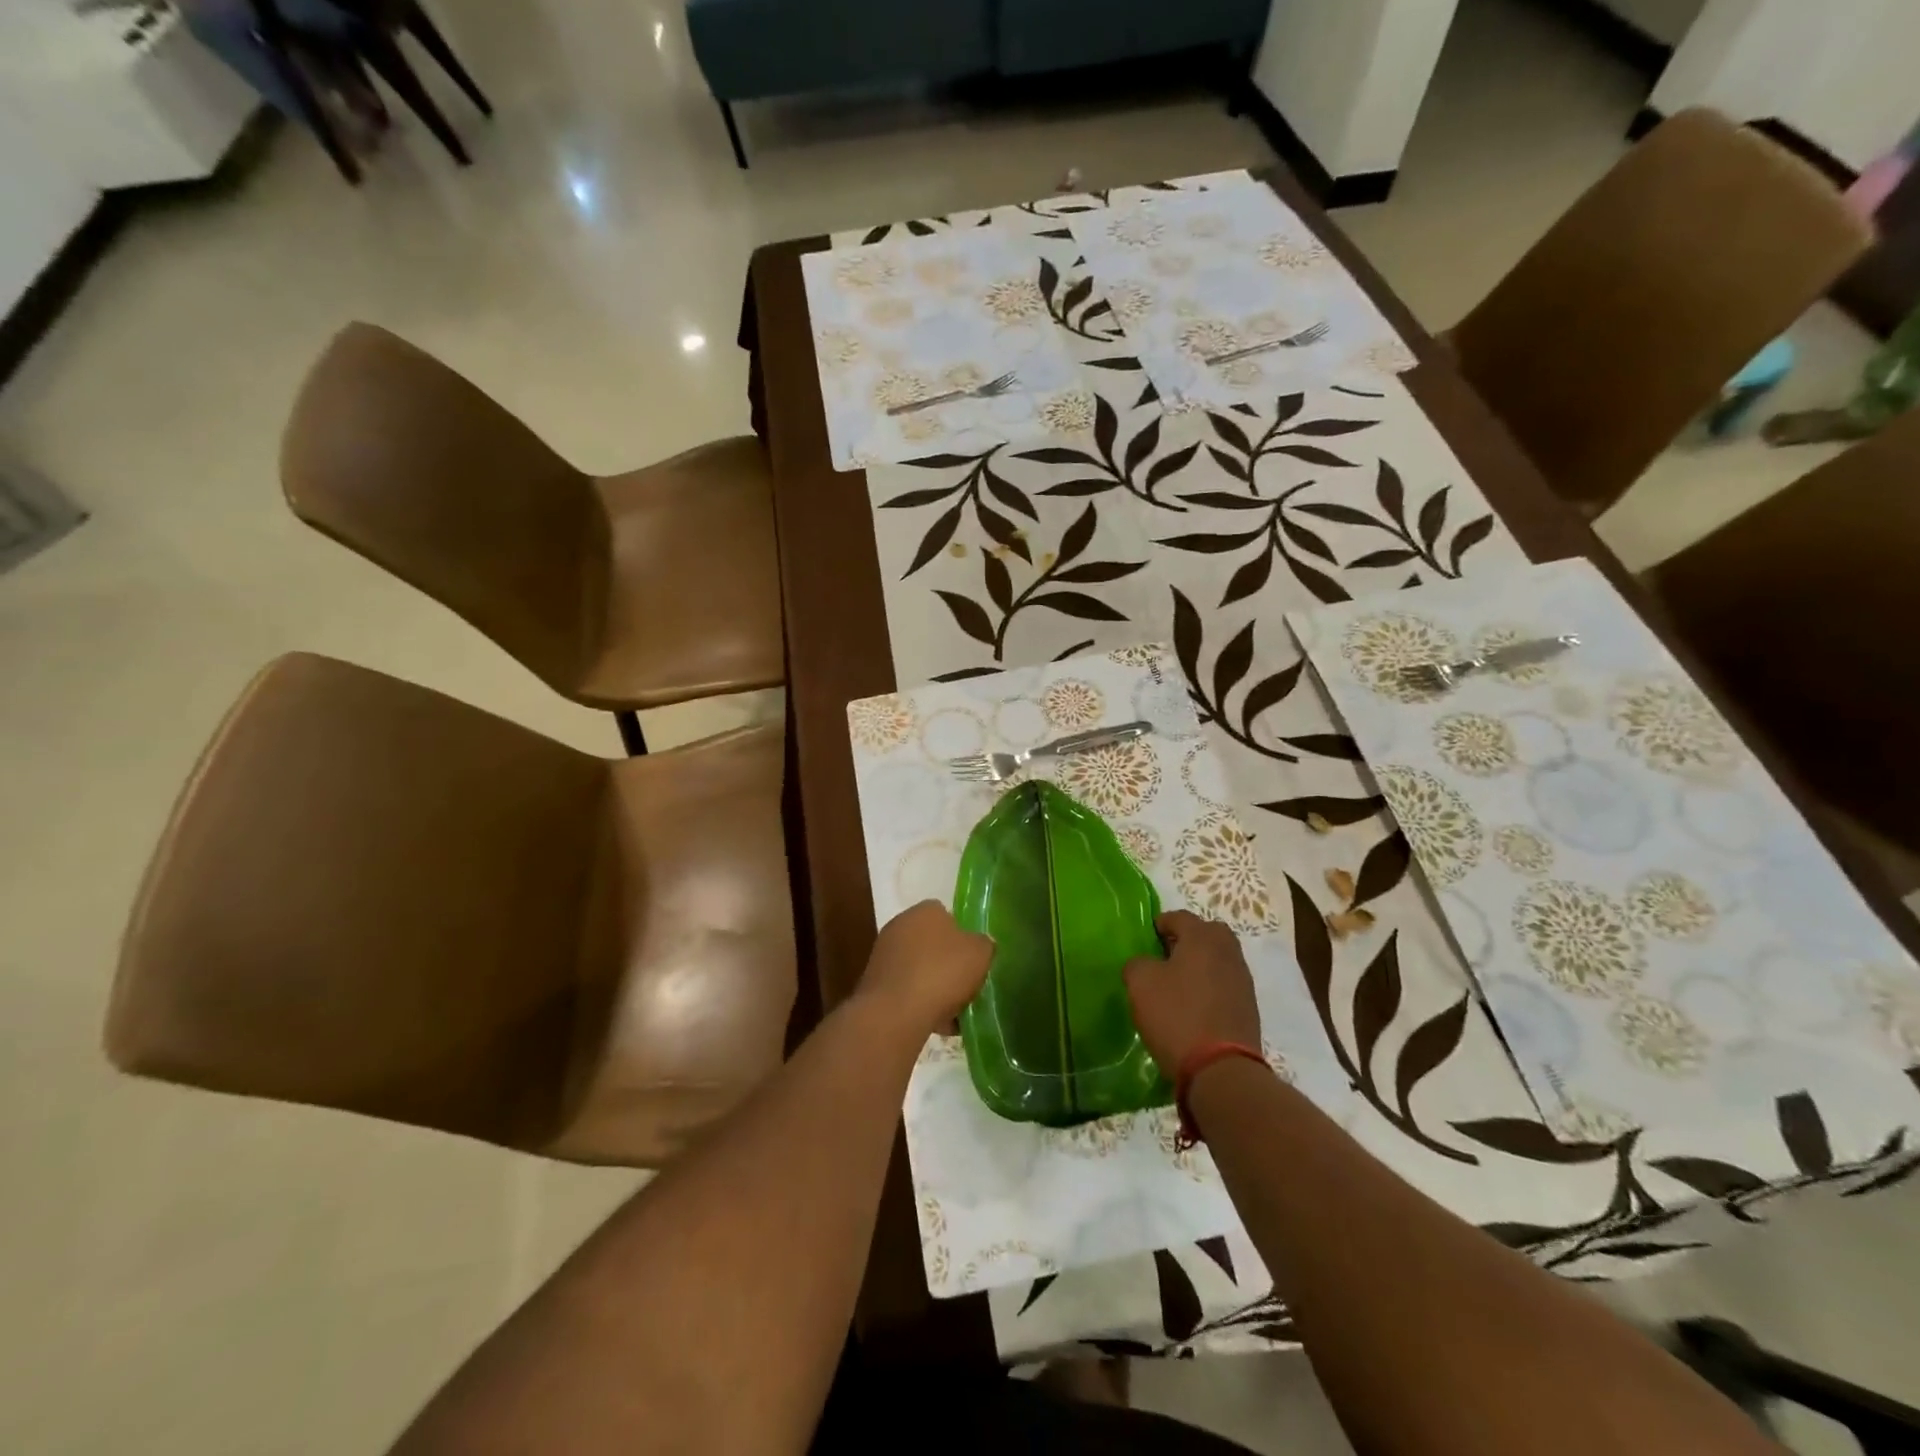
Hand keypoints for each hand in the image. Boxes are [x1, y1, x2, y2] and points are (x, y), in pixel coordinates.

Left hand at [858, 901, 993, 1036]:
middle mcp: (900, 925)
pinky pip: (907, 990)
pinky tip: (937, 1024)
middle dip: (949, 964)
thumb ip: (984, 944)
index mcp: (925, 911)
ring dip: (936, 987)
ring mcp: (884, 954)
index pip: (947, 915)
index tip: (974, 958)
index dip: (963, 935)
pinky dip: (921, 1003)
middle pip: (933, 944)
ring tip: (956, 1013)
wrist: (895, 1013)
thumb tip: (980, 945)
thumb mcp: (980, 953)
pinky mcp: (876, 983)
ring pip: (920, 969)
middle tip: (967, 985)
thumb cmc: (942, 973)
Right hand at [1123, 910, 1260, 1073]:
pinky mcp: (1248, 1007)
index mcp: (1203, 937)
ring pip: (1218, 960)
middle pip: (1207, 934)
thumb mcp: (1141, 983)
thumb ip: (1138, 963)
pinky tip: (1193, 1007)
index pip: (1180, 917)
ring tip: (1177, 986)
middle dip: (1187, 940)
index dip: (1160, 924)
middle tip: (1165, 958)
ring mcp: (1242, 980)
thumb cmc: (1176, 1015)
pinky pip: (1225, 985)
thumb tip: (1145, 965)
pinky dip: (1210, 988)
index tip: (1147, 939)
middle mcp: (1228, 952)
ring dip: (1200, 965)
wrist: (1221, 1069)